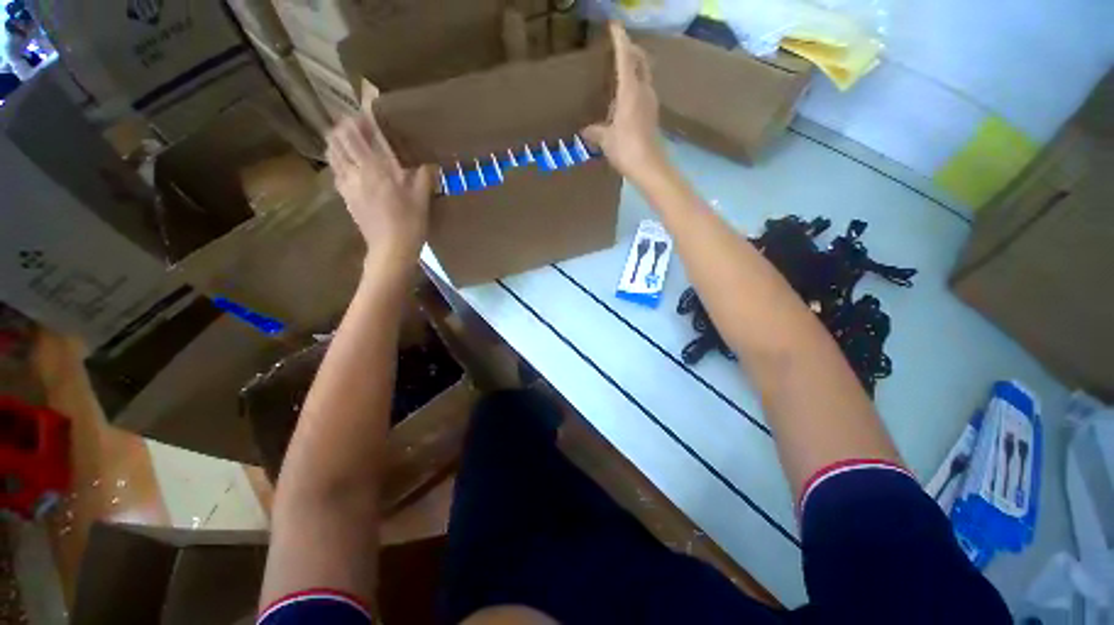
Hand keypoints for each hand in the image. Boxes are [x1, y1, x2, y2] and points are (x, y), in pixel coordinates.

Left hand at [327, 112, 433, 271]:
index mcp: (376, 168)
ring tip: (349, 140)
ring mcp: (347, 184)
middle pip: (338, 138)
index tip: (367, 110)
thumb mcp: (422, 199)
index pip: (359, 132)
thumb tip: (430, 164)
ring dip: (337, 141)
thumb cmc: (409, 223)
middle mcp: (356, 170)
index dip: (360, 117)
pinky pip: (335, 170)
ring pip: (332, 152)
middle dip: (345, 126)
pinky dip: (338, 159)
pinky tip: (348, 163)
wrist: (391, 248)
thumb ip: (424, 177)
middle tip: (358, 126)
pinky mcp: (345, 196)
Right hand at [582, 22, 665, 182]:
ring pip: (643, 75)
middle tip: (617, 48)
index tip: (614, 26)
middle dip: (630, 50)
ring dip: (634, 68)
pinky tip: (624, 99)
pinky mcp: (652, 115)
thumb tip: (585, 130)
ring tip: (619, 72)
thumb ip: (595, 132)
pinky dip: (635, 86)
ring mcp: (650, 103)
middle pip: (640, 61)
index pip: (625, 58)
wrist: (650, 167)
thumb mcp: (606, 140)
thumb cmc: (627, 149)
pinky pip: (643, 91)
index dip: (620, 40)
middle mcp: (643, 91)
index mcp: (630, 91)